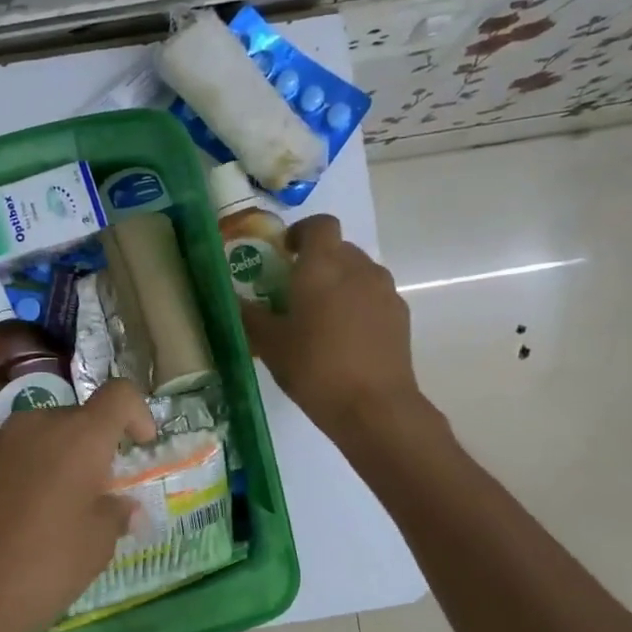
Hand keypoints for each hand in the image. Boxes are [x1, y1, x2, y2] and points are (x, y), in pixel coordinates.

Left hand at [0, 380, 156, 631]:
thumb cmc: (44, 568)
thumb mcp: (96, 546)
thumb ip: (115, 514)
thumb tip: (121, 505)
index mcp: (78, 437)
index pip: (119, 395)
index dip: (138, 413)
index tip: (141, 445)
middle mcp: (35, 425)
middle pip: (77, 418)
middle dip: (94, 447)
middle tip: (97, 493)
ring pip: (40, 436)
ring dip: (57, 459)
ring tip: (55, 508)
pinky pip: (10, 455)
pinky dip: (25, 472)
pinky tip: (18, 517)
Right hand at [240, 214, 427, 438]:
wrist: (374, 407)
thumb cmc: (314, 368)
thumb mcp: (270, 344)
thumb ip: (249, 316)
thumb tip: (231, 299)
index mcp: (322, 266)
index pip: (319, 225)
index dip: (302, 232)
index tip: (286, 253)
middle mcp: (358, 268)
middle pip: (338, 249)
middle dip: (318, 262)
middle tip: (295, 292)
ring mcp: (384, 291)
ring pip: (358, 272)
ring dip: (339, 284)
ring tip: (321, 318)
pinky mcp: (400, 315)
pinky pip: (374, 297)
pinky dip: (358, 305)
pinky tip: (345, 338)